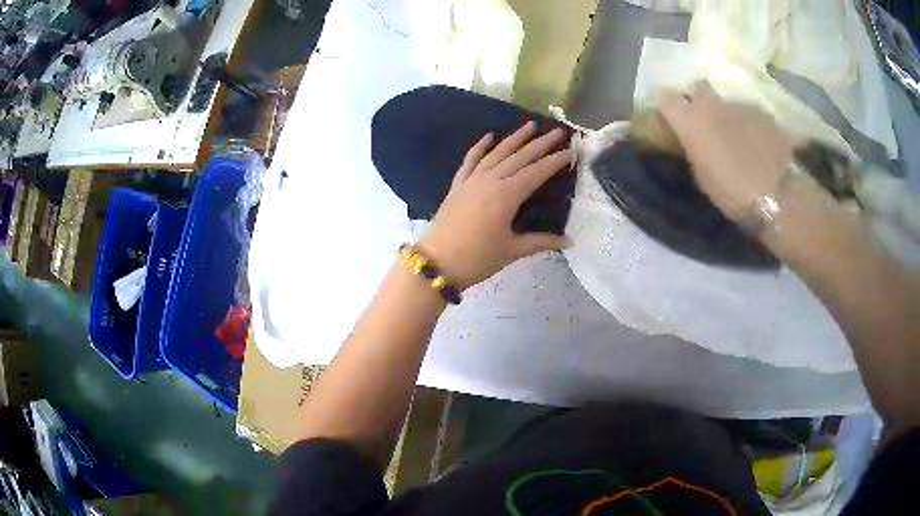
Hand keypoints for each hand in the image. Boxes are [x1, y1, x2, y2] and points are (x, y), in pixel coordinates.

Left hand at [417, 122, 573, 289]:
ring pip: (497, 153)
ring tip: (530, 125)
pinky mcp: (458, 185)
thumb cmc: (477, 258)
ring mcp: (472, 180)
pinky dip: (480, 147)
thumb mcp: (512, 251)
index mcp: (507, 195)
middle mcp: (490, 180)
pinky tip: (489, 136)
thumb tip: (569, 241)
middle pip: (519, 157)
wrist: (437, 262)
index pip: (537, 172)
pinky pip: (470, 160)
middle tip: (558, 131)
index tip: (571, 150)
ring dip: (514, 138)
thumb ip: (541, 242)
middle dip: (540, 143)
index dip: (555, 161)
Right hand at [660, 81, 796, 225]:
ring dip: (730, 117)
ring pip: (729, 104)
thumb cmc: (732, 193)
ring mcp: (741, 105)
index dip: (669, 106)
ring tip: (740, 141)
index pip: (667, 98)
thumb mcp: (703, 177)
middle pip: (699, 88)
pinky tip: (760, 146)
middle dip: (700, 99)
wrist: (776, 196)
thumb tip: (696, 140)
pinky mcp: (764, 114)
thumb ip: (696, 149)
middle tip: (707, 121)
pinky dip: (752, 127)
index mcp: (691, 121)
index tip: (673, 117)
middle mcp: (713, 104)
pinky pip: (751, 116)